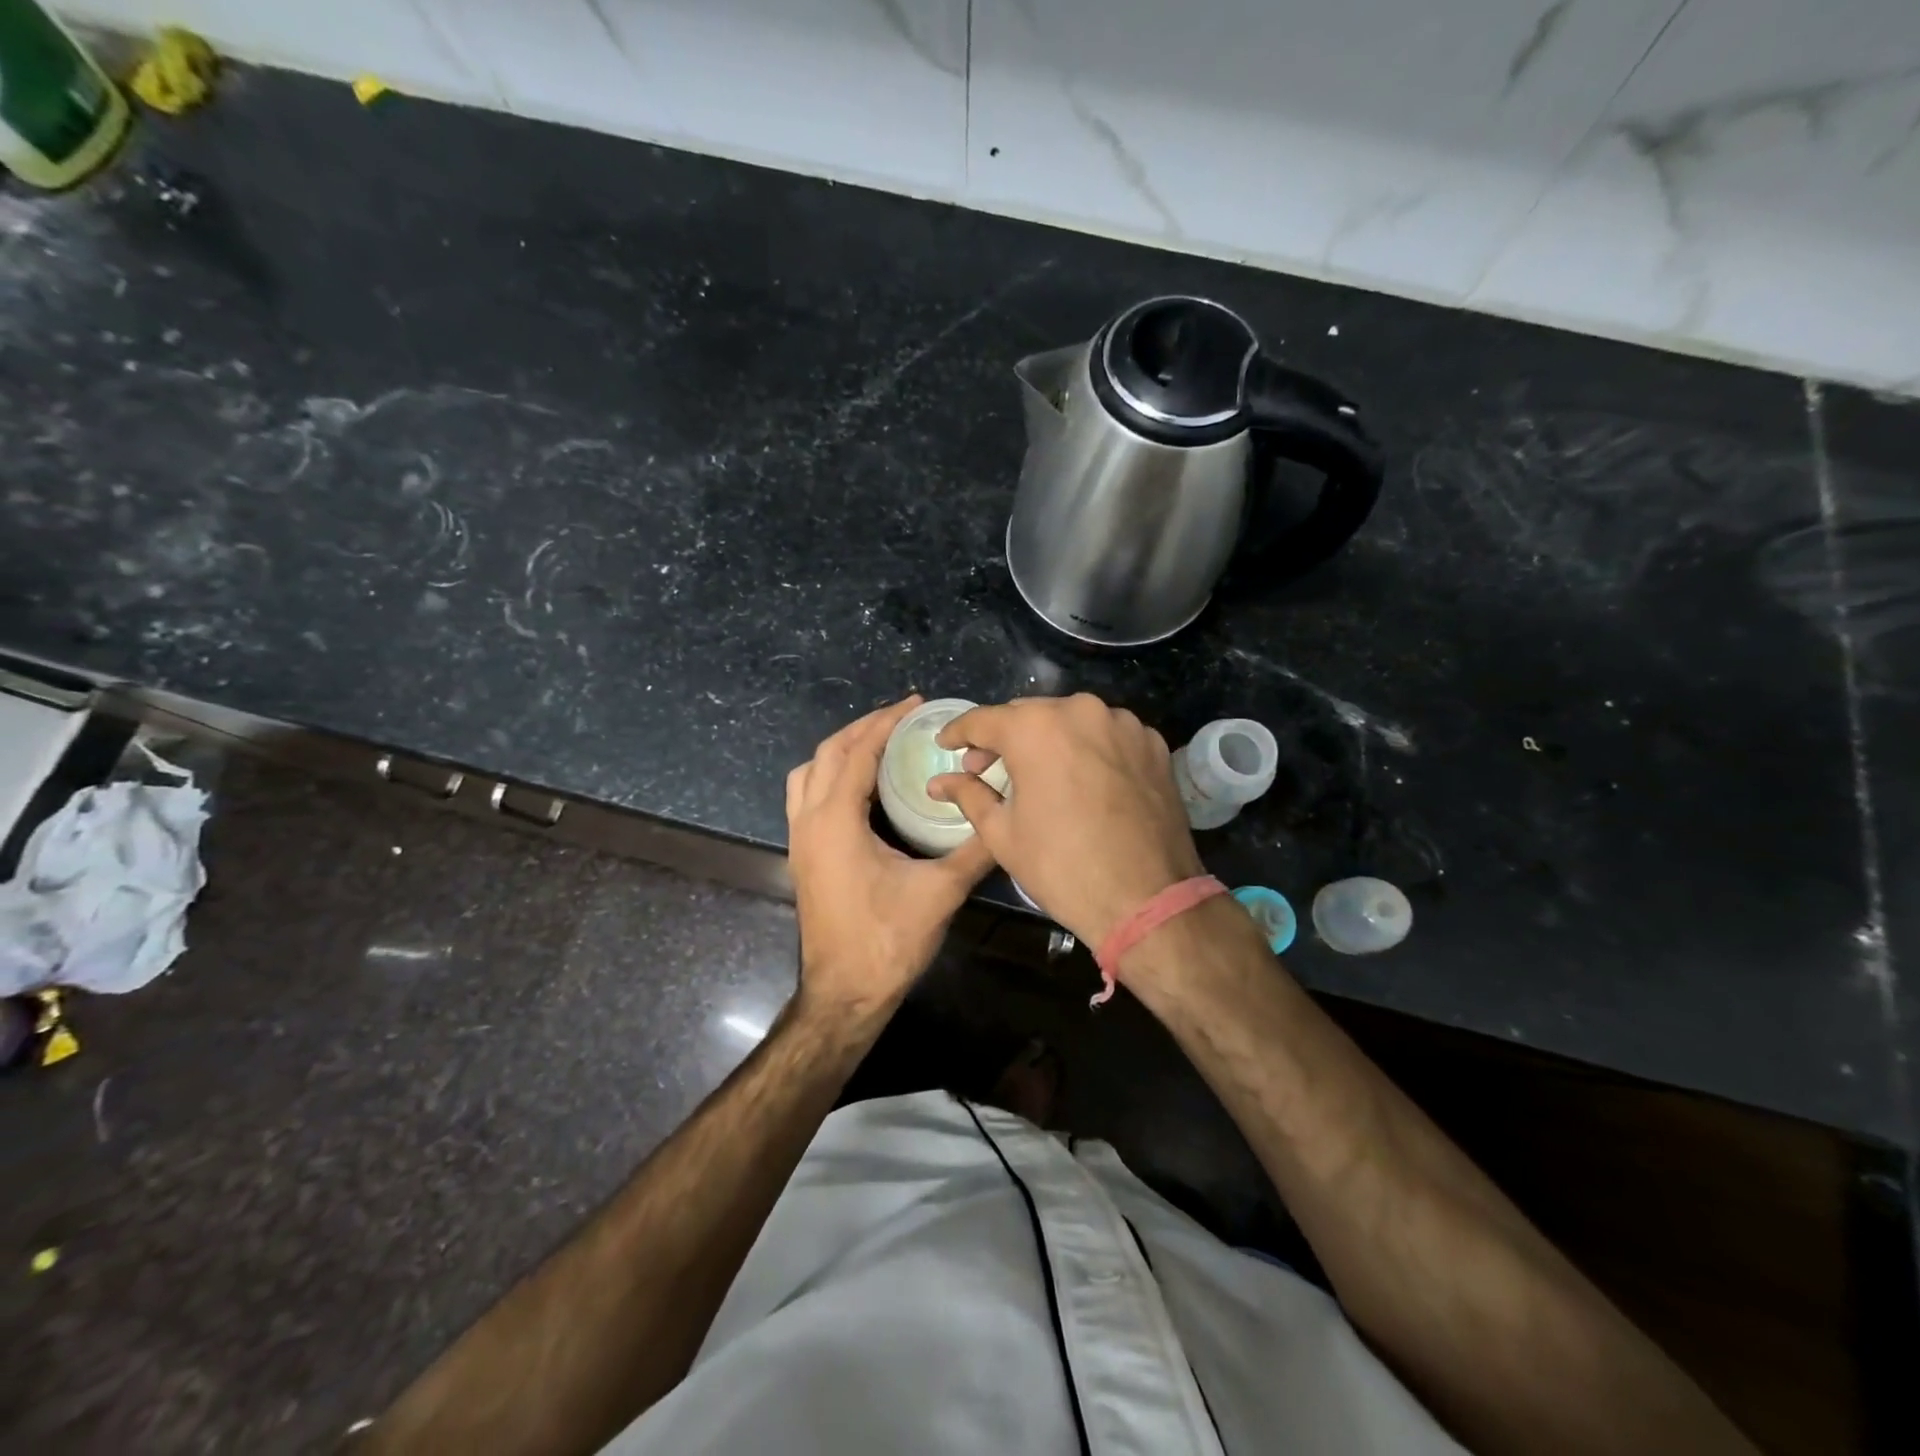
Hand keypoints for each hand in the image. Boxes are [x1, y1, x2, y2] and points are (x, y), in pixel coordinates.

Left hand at [786, 697, 994, 1015]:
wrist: (844, 995)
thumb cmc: (887, 941)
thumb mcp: (940, 892)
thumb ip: (975, 851)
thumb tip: (1007, 819)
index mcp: (835, 820)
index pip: (857, 751)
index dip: (886, 722)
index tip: (915, 704)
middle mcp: (808, 821)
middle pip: (827, 753)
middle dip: (863, 728)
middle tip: (902, 718)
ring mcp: (799, 839)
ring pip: (808, 773)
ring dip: (841, 750)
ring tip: (879, 744)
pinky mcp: (802, 856)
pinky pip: (806, 796)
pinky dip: (830, 775)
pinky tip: (862, 788)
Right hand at [929, 694, 1203, 946]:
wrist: (1148, 899)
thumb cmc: (1061, 867)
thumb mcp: (1002, 833)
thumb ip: (969, 795)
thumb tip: (939, 782)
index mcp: (1035, 727)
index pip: (983, 720)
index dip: (958, 733)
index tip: (946, 744)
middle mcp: (1080, 710)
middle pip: (1028, 715)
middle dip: (1004, 737)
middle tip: (987, 767)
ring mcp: (1123, 723)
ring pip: (1071, 720)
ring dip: (1048, 740)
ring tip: (1038, 774)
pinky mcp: (1153, 743)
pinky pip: (1107, 735)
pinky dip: (1088, 748)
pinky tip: (1082, 779)